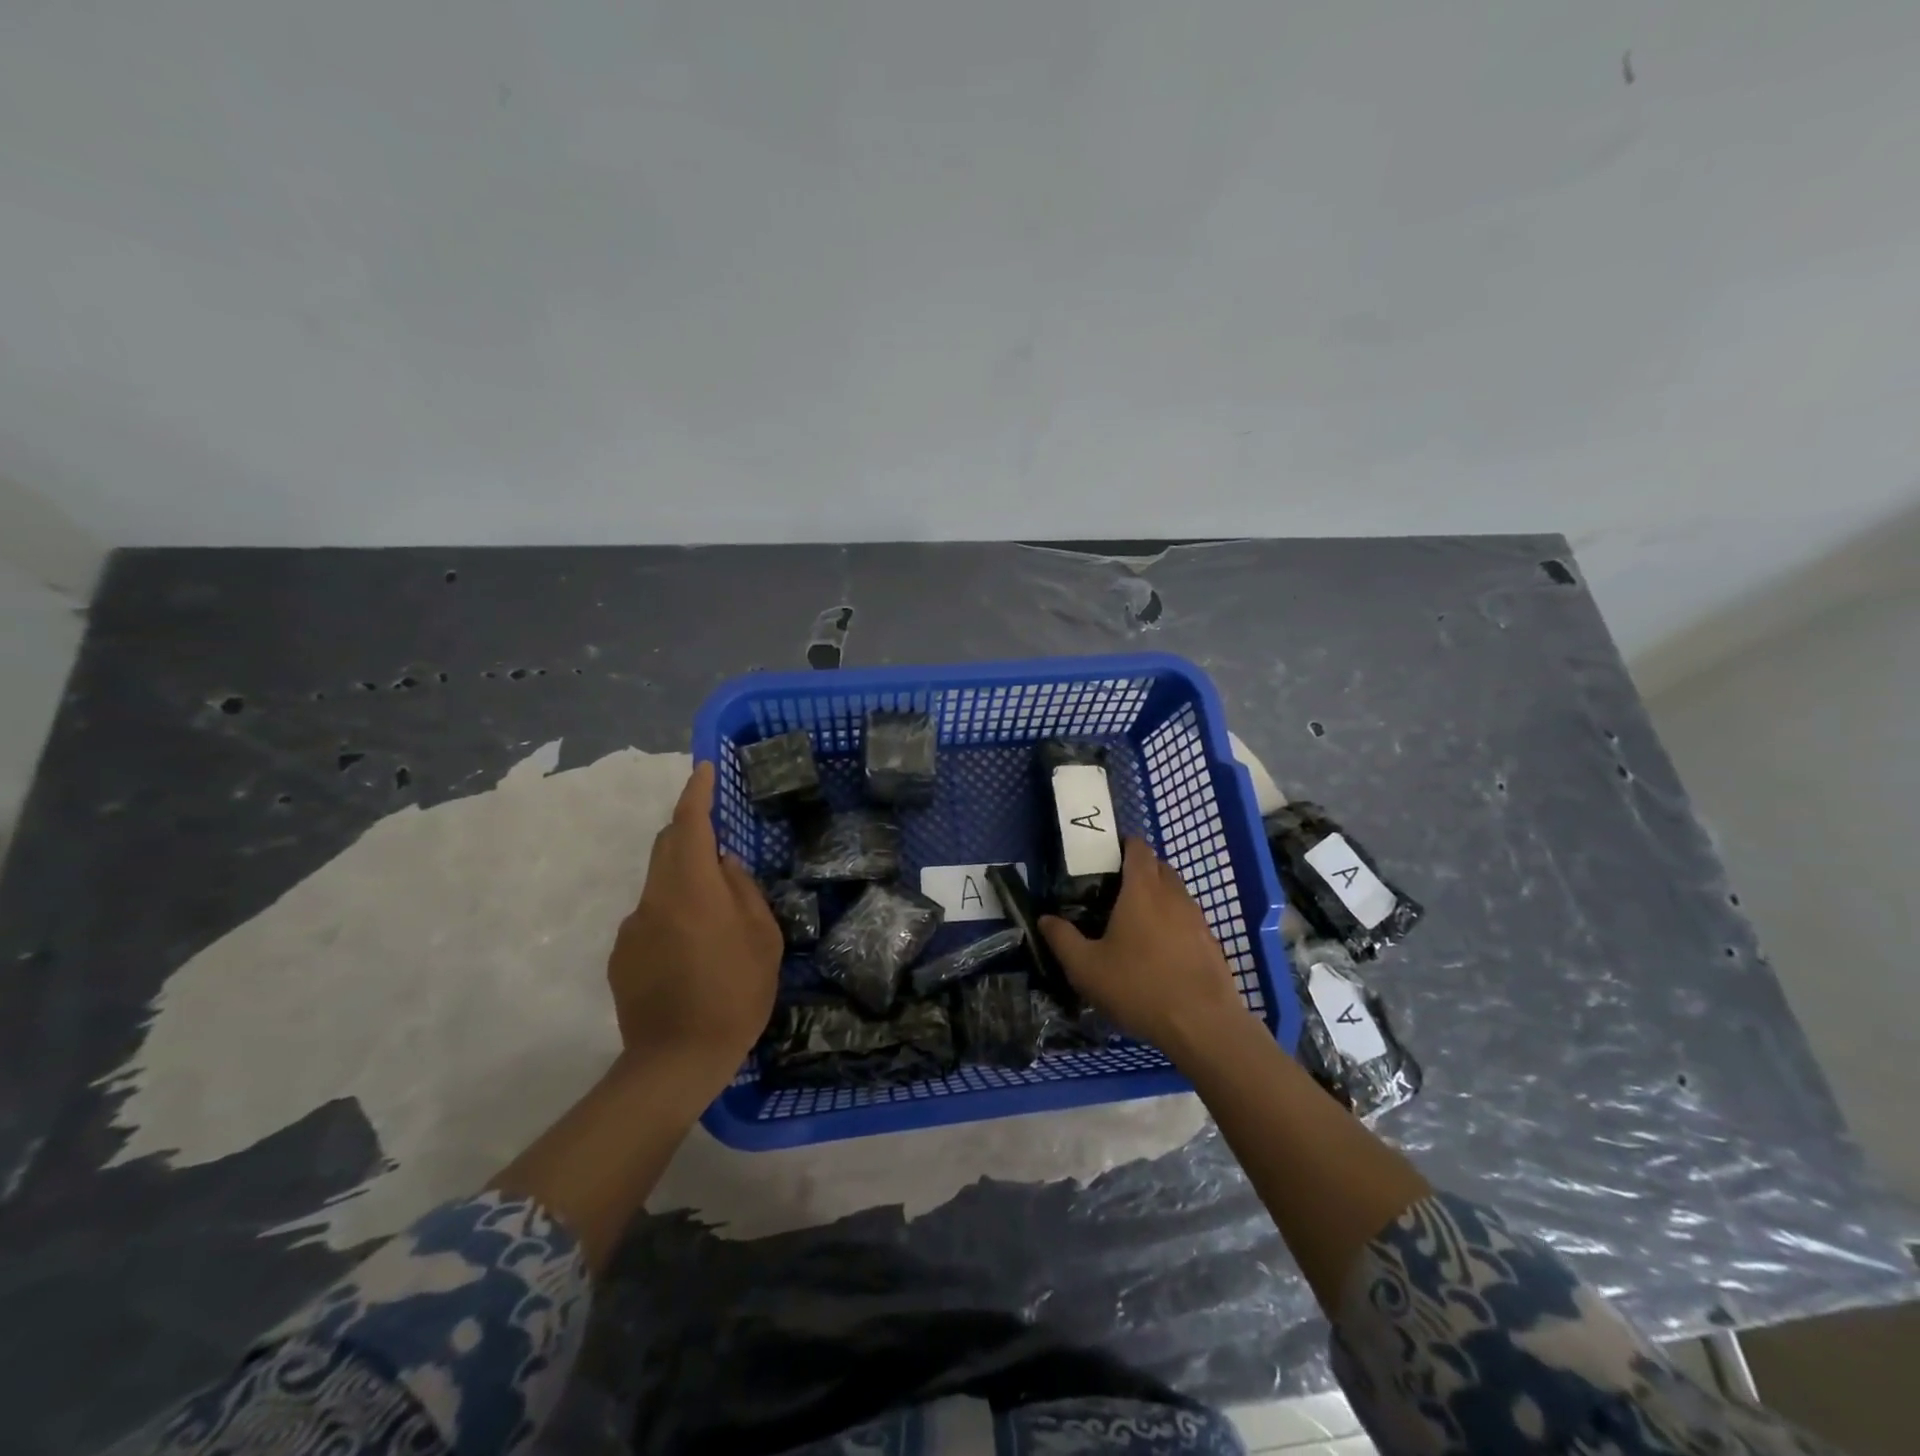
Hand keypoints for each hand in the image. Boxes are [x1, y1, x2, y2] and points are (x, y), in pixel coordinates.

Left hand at [608, 762, 780, 1083]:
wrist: (676, 1061)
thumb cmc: (735, 994)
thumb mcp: (763, 939)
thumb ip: (744, 891)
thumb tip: (725, 864)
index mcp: (692, 888)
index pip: (689, 823)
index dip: (696, 792)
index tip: (704, 768)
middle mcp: (654, 898)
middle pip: (666, 846)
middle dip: (689, 830)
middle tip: (719, 838)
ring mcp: (633, 928)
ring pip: (659, 884)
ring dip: (684, 880)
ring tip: (714, 916)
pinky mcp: (622, 955)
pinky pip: (650, 918)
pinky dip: (672, 915)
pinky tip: (692, 952)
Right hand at [1039, 837, 1244, 1056]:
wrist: (1202, 1025)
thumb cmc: (1138, 987)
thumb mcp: (1086, 968)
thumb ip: (1062, 939)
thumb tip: (1045, 919)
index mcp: (1142, 890)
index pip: (1138, 848)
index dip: (1124, 845)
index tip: (1106, 856)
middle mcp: (1173, 895)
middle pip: (1159, 867)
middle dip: (1140, 870)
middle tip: (1114, 891)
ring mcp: (1197, 919)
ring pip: (1176, 893)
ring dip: (1158, 897)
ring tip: (1135, 923)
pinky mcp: (1211, 943)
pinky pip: (1189, 920)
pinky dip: (1174, 923)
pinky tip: (1160, 952)